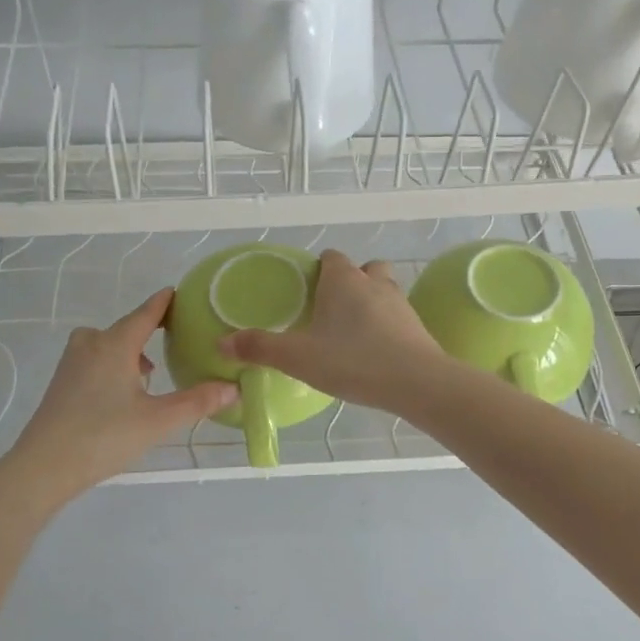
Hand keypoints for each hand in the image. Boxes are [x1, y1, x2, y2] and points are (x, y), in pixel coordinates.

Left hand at [0, 290, 237, 505]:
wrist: (42, 467)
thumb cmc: (103, 436)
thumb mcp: (158, 421)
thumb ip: (197, 402)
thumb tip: (234, 388)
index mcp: (115, 344)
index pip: (146, 313)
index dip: (164, 302)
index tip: (179, 293)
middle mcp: (91, 344)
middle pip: (125, 327)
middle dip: (149, 330)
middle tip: (175, 339)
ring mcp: (71, 363)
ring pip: (106, 344)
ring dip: (129, 350)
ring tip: (150, 372)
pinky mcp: (60, 383)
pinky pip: (93, 359)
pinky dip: (112, 364)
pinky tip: (123, 393)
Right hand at [219, 249, 445, 412]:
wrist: (416, 382)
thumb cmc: (352, 361)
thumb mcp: (298, 357)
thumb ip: (260, 347)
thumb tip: (222, 341)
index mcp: (343, 280)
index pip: (331, 258)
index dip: (319, 269)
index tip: (307, 290)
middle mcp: (374, 283)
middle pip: (363, 269)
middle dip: (349, 282)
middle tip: (330, 310)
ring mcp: (400, 304)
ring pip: (383, 289)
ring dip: (371, 301)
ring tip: (353, 330)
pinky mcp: (417, 327)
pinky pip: (398, 317)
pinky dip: (387, 325)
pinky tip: (375, 350)